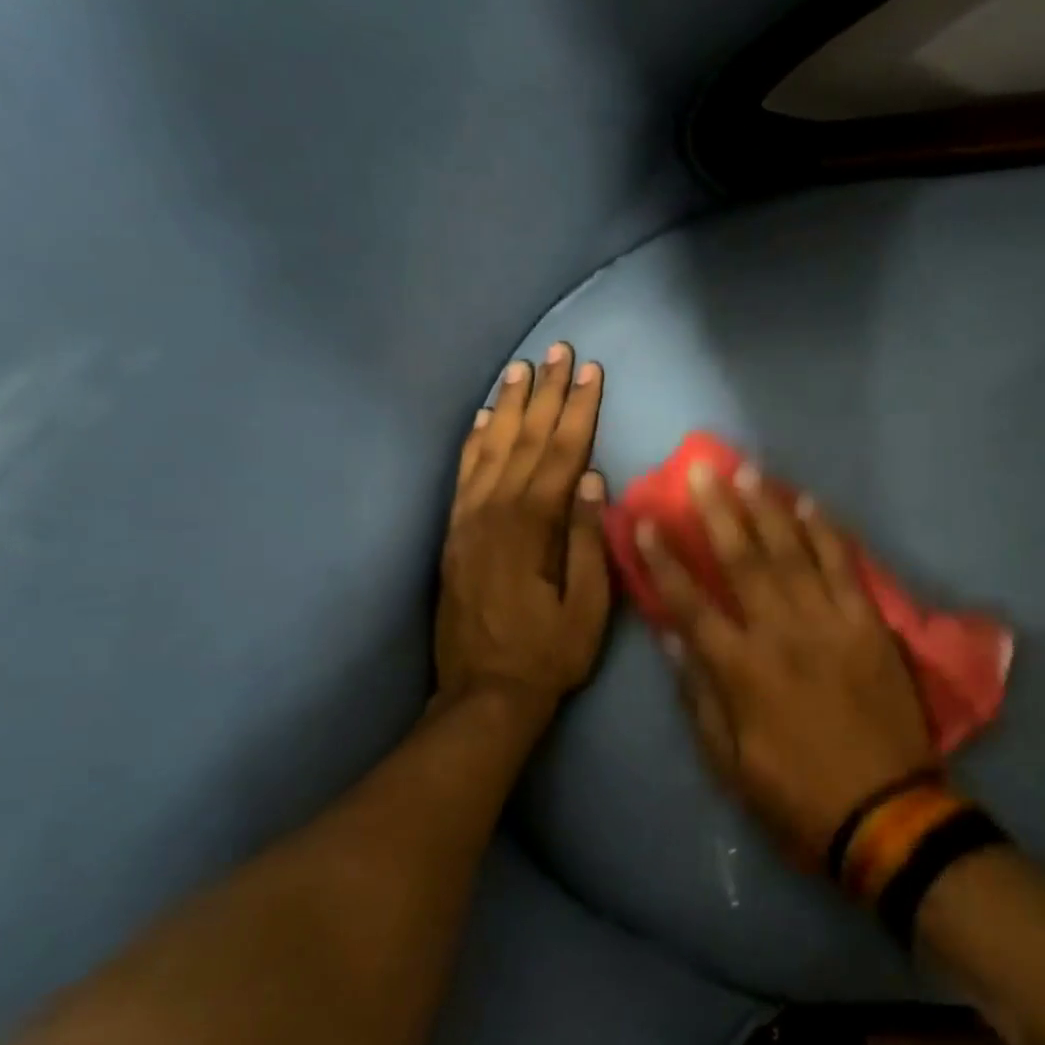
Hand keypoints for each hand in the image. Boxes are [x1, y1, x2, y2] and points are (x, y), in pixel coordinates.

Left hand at [435, 343, 610, 717]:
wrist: (485, 693)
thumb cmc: (548, 654)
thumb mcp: (587, 608)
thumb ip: (586, 542)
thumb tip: (591, 482)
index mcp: (531, 530)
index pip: (560, 456)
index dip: (578, 411)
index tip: (591, 372)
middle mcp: (494, 514)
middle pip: (524, 442)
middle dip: (545, 394)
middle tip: (559, 351)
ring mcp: (467, 522)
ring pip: (490, 449)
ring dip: (508, 406)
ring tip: (523, 368)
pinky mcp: (453, 535)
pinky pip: (462, 475)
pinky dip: (474, 441)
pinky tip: (483, 418)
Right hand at [635, 463, 934, 868]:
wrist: (886, 813)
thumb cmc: (797, 796)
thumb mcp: (730, 764)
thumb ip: (700, 698)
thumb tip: (674, 641)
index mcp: (741, 671)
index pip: (690, 605)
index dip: (663, 562)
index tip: (645, 523)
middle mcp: (781, 634)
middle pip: (742, 561)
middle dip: (717, 512)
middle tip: (701, 470)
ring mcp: (830, 624)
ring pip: (793, 553)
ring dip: (767, 509)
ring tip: (747, 471)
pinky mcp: (870, 625)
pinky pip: (845, 568)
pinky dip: (826, 533)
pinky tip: (809, 503)